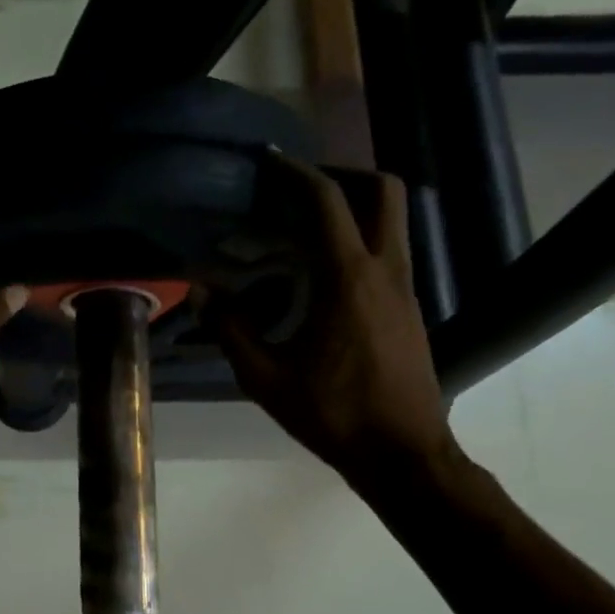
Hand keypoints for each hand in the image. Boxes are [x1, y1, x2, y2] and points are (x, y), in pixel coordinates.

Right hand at [202, 155, 458, 505]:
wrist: (403, 453)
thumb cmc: (333, 414)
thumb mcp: (266, 377)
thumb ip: (231, 329)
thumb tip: (203, 290)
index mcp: (347, 278)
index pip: (327, 202)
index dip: (297, 172)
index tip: (270, 160)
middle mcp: (384, 270)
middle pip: (383, 191)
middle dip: (344, 174)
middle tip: (302, 187)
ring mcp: (405, 288)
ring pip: (393, 220)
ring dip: (356, 206)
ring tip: (307, 225)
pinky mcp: (411, 307)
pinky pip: (389, 251)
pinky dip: (361, 239)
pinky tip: (324, 273)